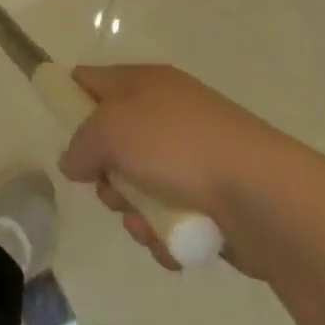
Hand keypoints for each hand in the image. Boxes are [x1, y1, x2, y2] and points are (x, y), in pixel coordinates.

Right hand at [57, 63, 306, 273]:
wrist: (263, 196)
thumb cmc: (177, 146)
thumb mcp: (111, 130)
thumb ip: (81, 143)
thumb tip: (72, 162)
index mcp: (144, 82)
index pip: (91, 79)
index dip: (70, 99)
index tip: (62, 131)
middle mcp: (167, 112)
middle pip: (113, 141)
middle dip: (105, 174)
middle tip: (109, 189)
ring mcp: (192, 156)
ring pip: (140, 185)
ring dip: (134, 212)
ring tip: (146, 225)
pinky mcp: (214, 199)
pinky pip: (171, 215)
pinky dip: (165, 233)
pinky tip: (171, 244)